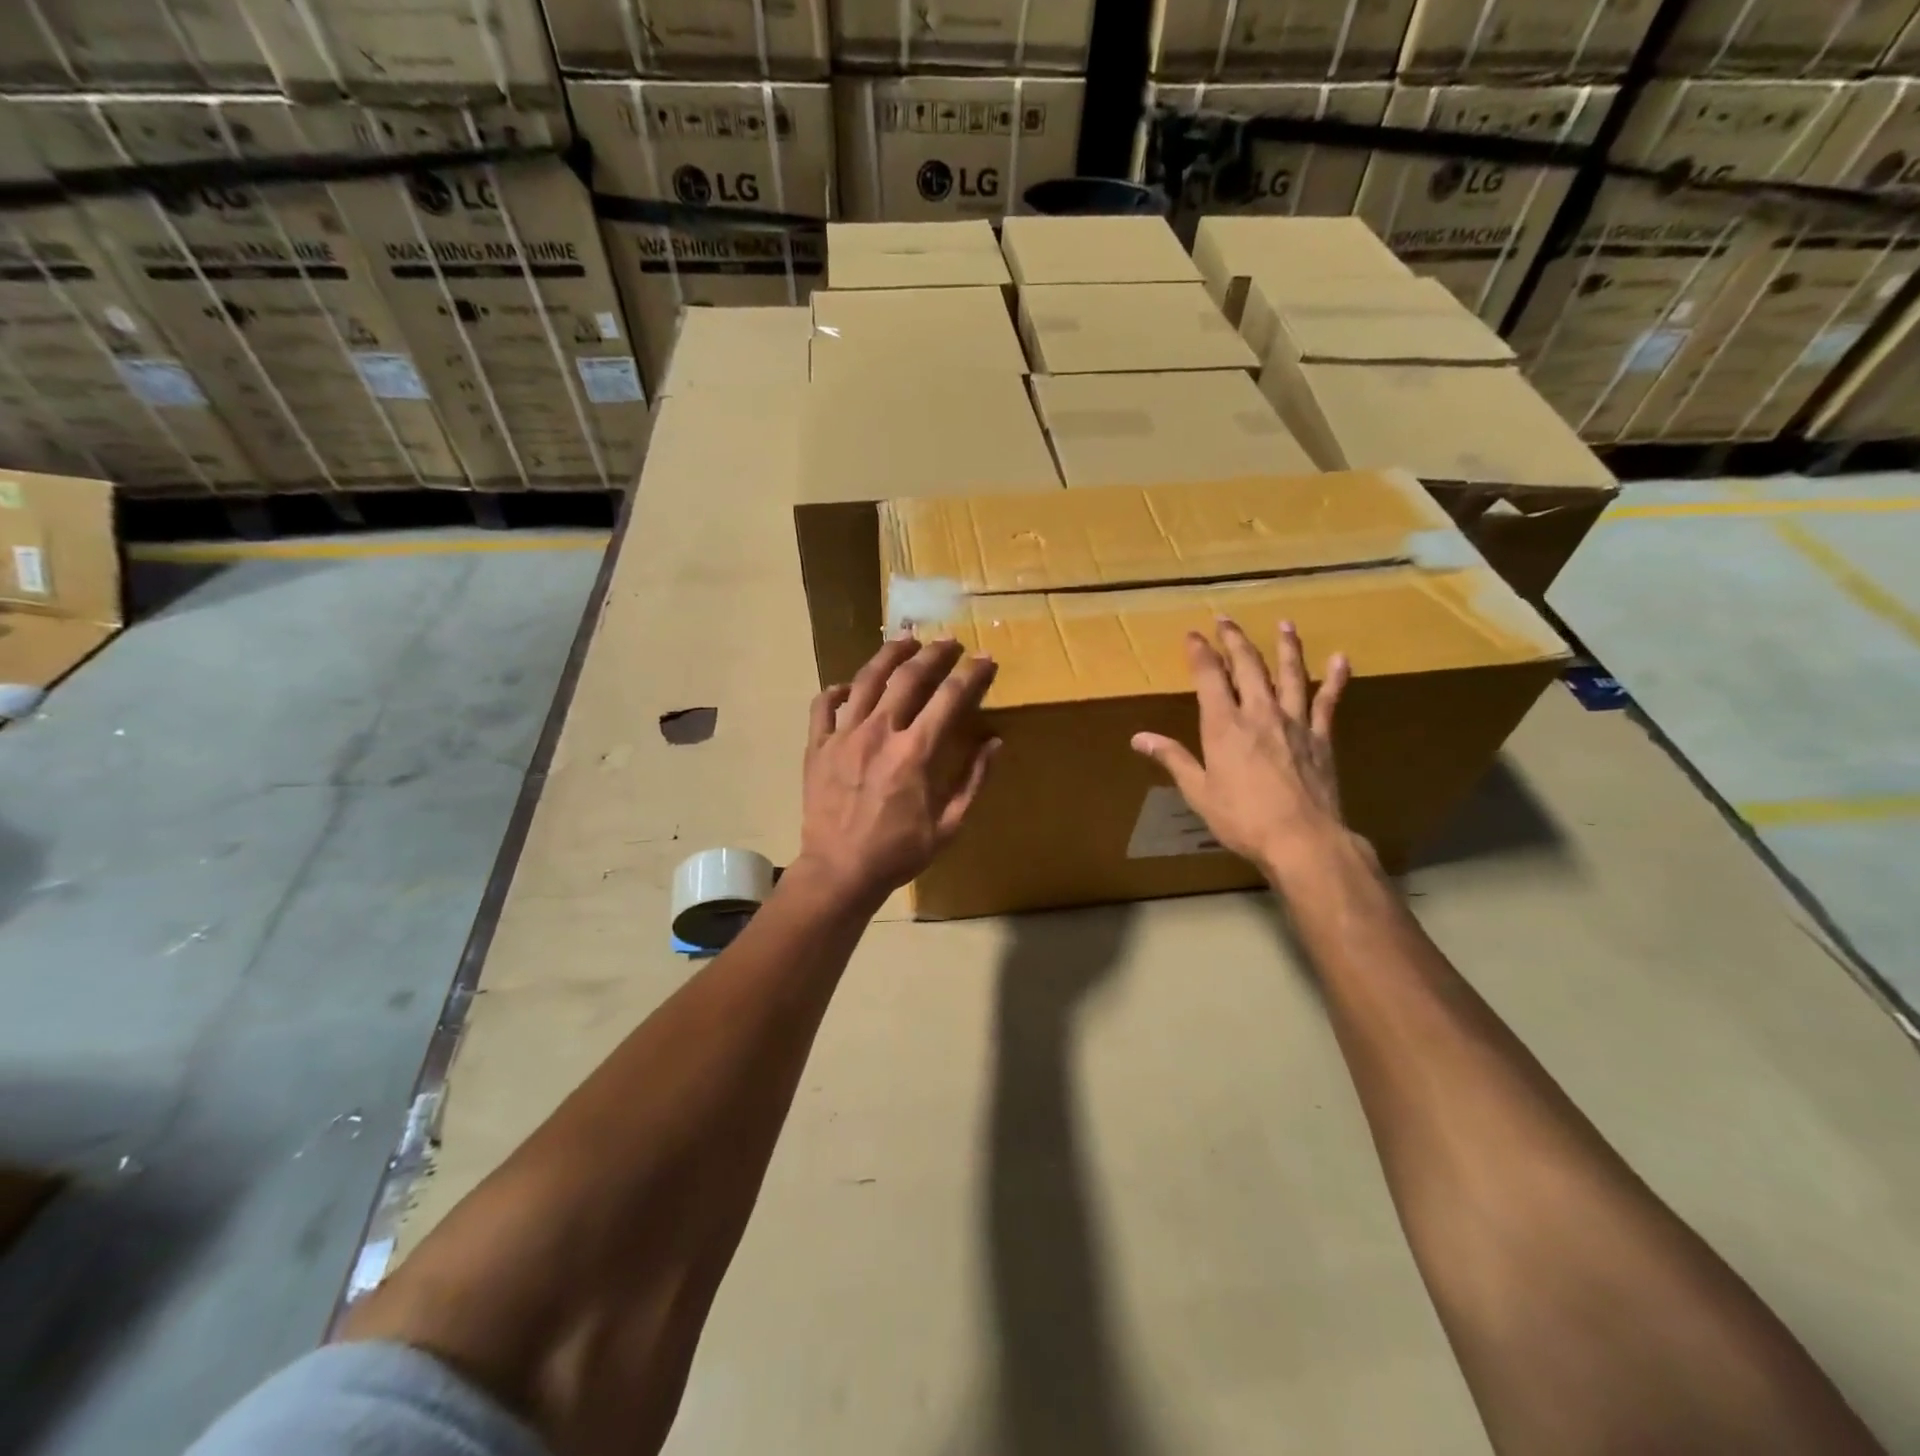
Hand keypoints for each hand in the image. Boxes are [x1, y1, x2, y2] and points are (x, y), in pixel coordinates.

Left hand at [794, 634, 1000, 908]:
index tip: (985, 658)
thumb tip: (994, 743)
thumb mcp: (949, 825)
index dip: (972, 674)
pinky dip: (837, 691)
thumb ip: (973, 780)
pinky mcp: (817, 746)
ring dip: (889, 655)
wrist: (839, 872)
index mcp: (915, 752)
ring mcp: (843, 736)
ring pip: (866, 680)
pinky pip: (824, 706)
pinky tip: (849, 687)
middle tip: (949, 642)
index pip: (950, 698)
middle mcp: (879, 732)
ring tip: (905, 640)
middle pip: (909, 677)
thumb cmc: (898, 853)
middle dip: (934, 653)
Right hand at [1131, 618, 1363, 886]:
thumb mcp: (1198, 791)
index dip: (1200, 652)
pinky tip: (1340, 659)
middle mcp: (1259, 712)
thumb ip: (1173, 758)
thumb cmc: (1242, 818)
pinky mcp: (1321, 736)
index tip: (1193, 634)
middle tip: (1226, 620)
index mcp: (1224, 725)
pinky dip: (1335, 678)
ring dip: (1285, 646)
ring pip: (1289, 673)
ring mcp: (1294, 722)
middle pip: (1248, 665)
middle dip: (1235, 640)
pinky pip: (1328, 701)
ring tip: (1284, 623)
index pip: (1209, 676)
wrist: (1302, 839)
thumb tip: (1139, 738)